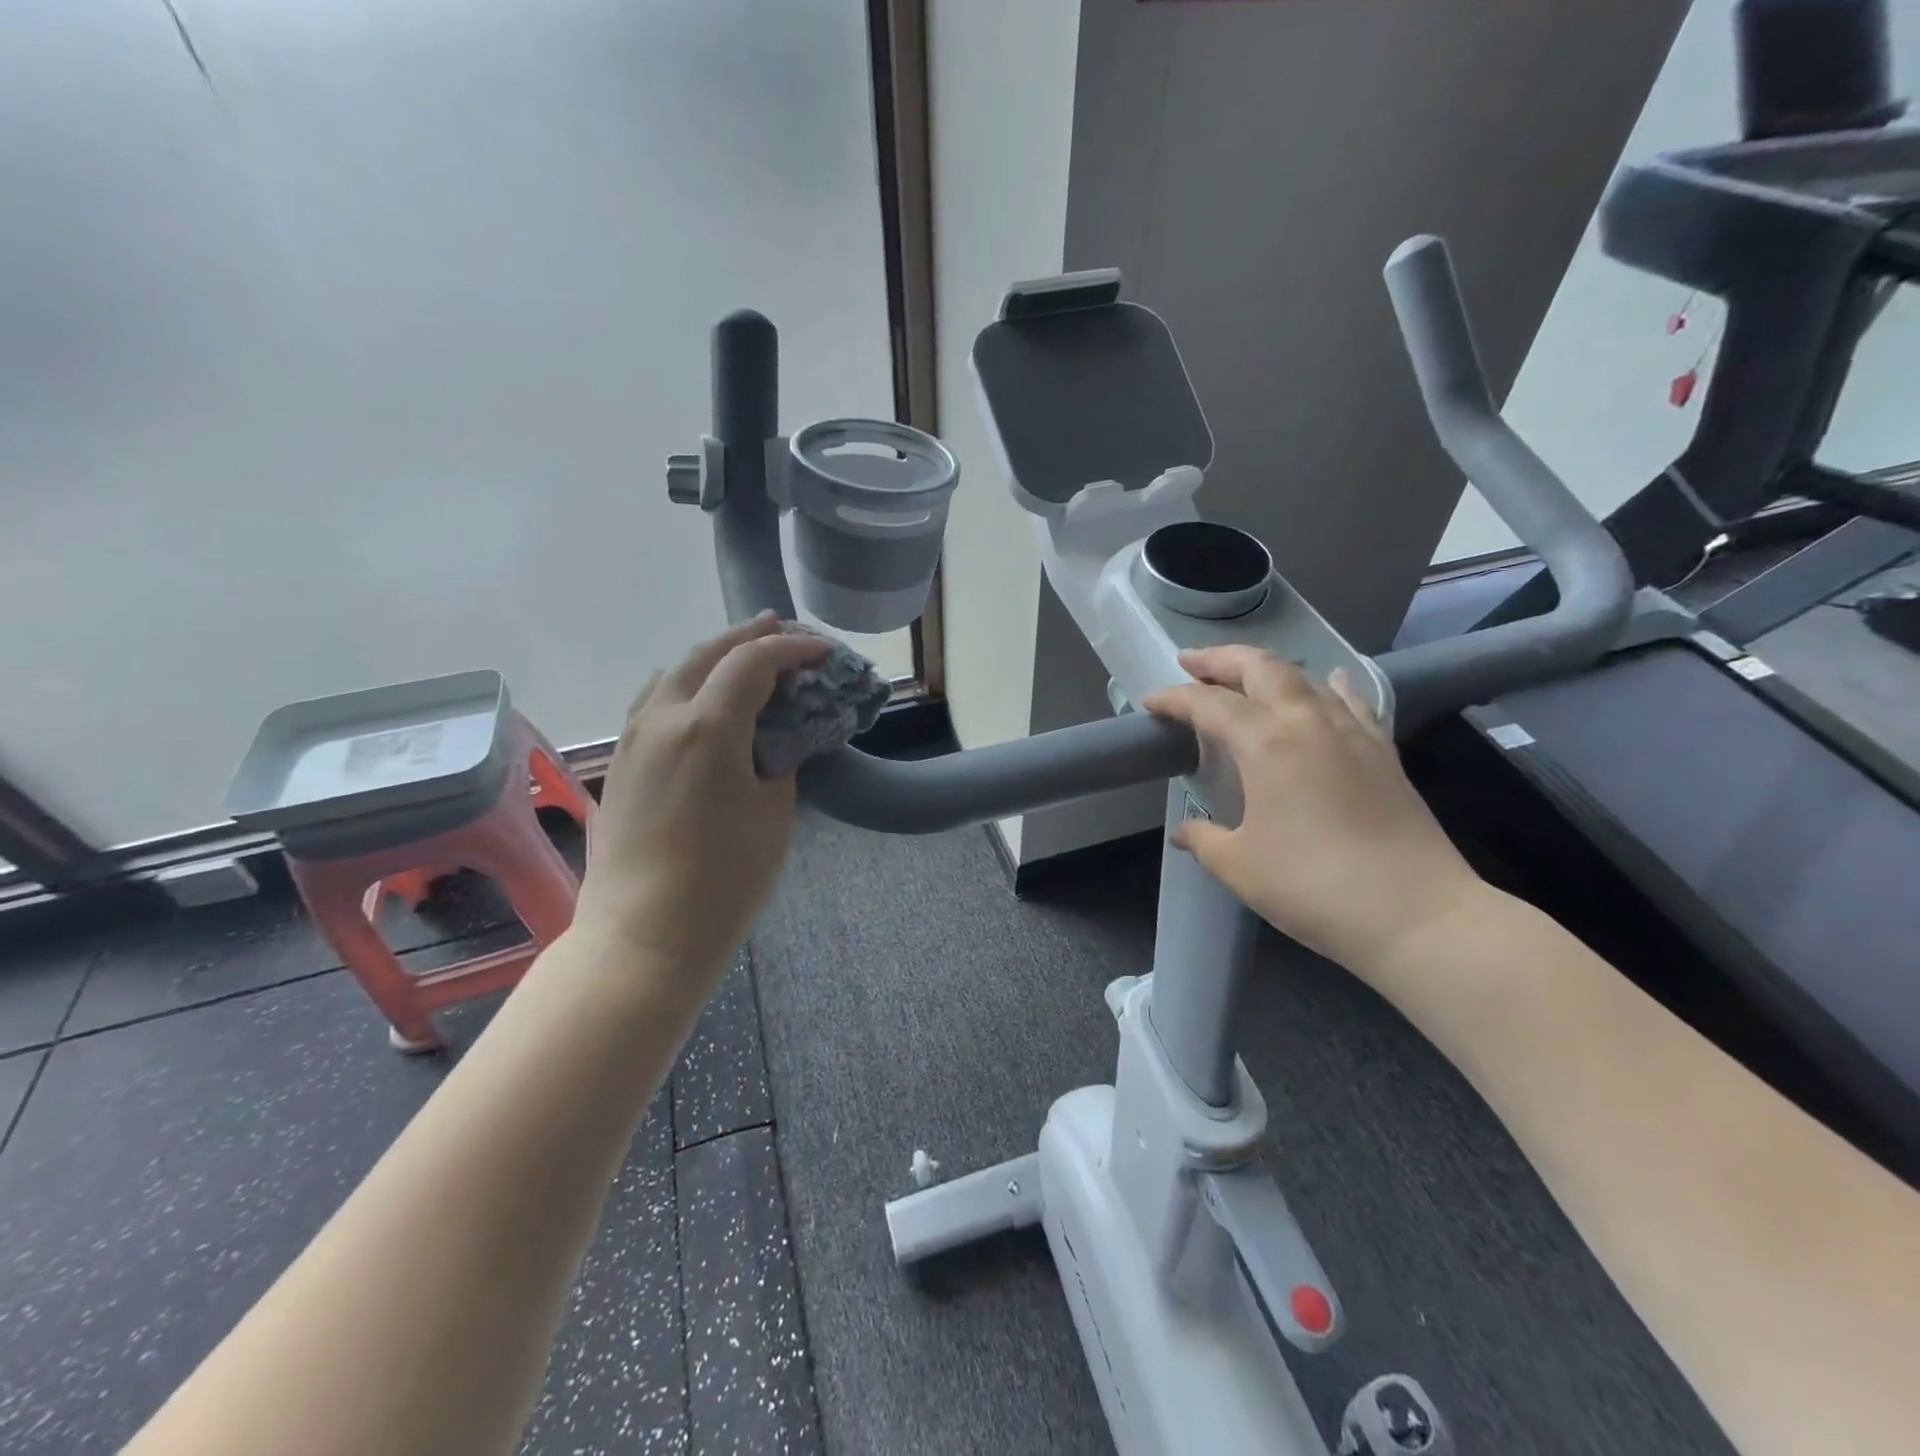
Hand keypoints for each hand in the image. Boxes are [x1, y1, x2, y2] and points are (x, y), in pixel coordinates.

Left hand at [572, 614, 830, 991]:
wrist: (645, 933)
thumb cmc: (725, 878)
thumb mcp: (775, 813)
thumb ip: (780, 759)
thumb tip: (778, 737)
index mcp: (708, 725)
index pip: (754, 662)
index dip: (794, 649)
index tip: (825, 652)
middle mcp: (663, 717)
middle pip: (707, 653)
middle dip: (750, 636)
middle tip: (784, 629)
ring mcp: (633, 738)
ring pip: (673, 672)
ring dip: (713, 655)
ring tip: (744, 653)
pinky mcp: (621, 762)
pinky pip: (654, 701)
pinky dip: (685, 683)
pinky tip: (700, 697)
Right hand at [1143, 646, 1485, 976]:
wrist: (1416, 913)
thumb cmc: (1313, 886)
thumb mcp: (1240, 866)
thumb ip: (1205, 840)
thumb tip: (1186, 833)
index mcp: (1266, 743)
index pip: (1209, 705)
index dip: (1174, 699)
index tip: (1150, 703)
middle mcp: (1309, 723)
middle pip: (1261, 668)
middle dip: (1221, 660)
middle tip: (1191, 662)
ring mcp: (1352, 733)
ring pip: (1306, 678)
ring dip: (1268, 670)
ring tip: (1245, 677)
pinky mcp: (1384, 753)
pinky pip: (1352, 703)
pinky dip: (1331, 687)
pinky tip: (1329, 683)